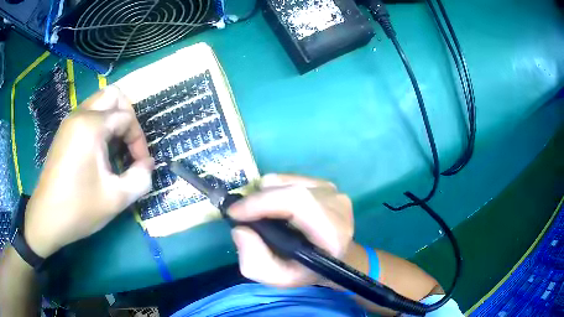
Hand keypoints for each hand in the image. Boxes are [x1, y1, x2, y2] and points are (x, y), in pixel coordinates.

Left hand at [24, 87, 153, 257]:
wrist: (47, 219)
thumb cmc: (79, 208)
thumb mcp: (116, 199)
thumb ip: (141, 179)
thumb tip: (148, 165)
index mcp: (91, 126)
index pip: (126, 117)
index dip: (139, 140)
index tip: (141, 166)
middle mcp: (80, 115)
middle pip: (113, 95)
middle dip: (128, 116)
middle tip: (129, 143)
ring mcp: (69, 121)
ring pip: (99, 102)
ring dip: (113, 119)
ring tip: (116, 147)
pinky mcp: (64, 132)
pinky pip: (88, 114)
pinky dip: (100, 124)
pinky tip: (100, 150)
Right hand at [229, 174, 352, 287]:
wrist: (336, 257)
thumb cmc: (308, 270)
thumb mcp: (279, 278)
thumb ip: (255, 262)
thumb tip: (241, 230)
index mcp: (333, 232)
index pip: (298, 202)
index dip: (262, 203)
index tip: (234, 213)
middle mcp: (337, 205)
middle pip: (289, 189)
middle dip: (257, 200)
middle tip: (241, 215)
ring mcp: (332, 191)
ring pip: (285, 181)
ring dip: (265, 195)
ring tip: (261, 214)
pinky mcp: (325, 184)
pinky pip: (289, 178)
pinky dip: (274, 190)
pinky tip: (277, 208)